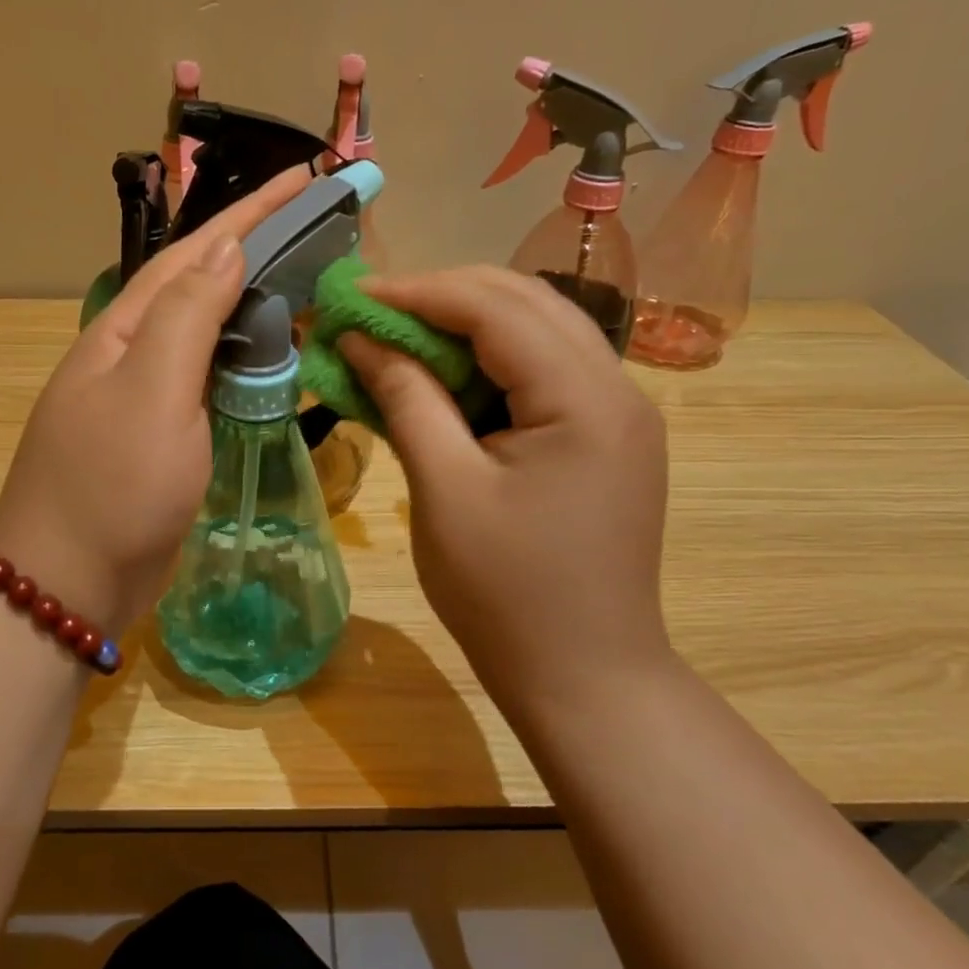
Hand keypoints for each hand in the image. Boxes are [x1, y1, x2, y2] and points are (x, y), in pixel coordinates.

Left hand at [0, 166, 314, 634]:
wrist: (68, 585)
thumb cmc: (112, 487)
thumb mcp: (153, 392)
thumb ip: (189, 316)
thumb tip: (227, 248)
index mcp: (123, 331)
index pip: (195, 253)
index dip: (250, 212)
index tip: (304, 177)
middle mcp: (130, 354)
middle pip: (199, 285)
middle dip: (254, 248)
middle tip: (316, 228)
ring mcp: (143, 398)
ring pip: (205, 333)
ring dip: (252, 303)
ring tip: (305, 283)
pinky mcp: (160, 438)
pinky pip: (207, 381)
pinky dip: (243, 361)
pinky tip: (270, 358)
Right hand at [341, 267, 671, 717]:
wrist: (583, 677)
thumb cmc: (506, 593)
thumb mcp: (443, 490)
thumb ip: (406, 398)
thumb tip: (360, 337)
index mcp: (585, 398)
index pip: (496, 308)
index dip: (417, 292)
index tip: (350, 296)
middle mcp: (617, 387)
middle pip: (523, 303)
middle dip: (440, 298)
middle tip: (369, 314)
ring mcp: (618, 411)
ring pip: (535, 331)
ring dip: (463, 326)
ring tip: (397, 339)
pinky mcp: (605, 436)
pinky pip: (542, 371)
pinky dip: (487, 363)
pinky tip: (442, 379)